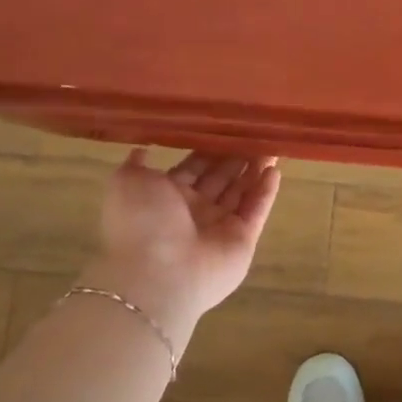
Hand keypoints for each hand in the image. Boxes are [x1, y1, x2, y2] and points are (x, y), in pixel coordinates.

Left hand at [84, 149, 281, 335]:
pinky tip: (275, 170)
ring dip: (255, 169)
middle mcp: (194, 211)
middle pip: (221, 178)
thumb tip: (143, 150)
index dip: (210, 148)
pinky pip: (256, 211)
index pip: (194, 167)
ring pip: (242, 192)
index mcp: (166, 197)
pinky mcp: (242, 241)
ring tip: (272, 145)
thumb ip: (136, 165)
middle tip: (257, 132)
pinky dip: (266, 192)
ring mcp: (220, 227)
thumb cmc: (142, 223)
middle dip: (237, 157)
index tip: (228, 127)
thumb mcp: (126, 183)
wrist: (158, 274)